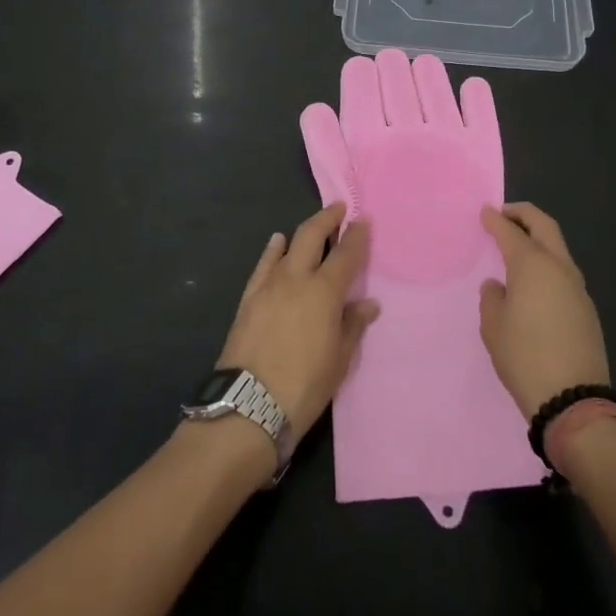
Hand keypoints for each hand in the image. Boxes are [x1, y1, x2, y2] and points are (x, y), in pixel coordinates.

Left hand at [217, 203, 377, 434]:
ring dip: (302, 232)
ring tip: (313, 227)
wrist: (249, 405)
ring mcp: (268, 286)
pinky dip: (272, 250)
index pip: (346, 254)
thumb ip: (352, 326)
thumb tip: (367, 304)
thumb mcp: (339, 360)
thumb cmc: (305, 386)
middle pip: (311, 236)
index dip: (357, 236)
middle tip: (339, 209)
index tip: (364, 220)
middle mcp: (296, 279)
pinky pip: (263, 265)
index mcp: (325, 292)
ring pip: (286, 246)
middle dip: (327, 219)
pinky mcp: (248, 298)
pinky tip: (276, 242)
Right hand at [479, 203, 609, 418]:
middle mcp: (558, 267)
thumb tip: (498, 286)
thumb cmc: (524, 356)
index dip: (495, 220)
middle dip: (524, 214)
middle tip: (505, 214)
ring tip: (518, 245)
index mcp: (532, 265)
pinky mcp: (586, 308)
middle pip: (544, 226)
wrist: (573, 399)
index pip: (510, 231)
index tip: (485, 212)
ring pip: (558, 248)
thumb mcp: (493, 327)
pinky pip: (563, 272)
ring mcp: (577, 287)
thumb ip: (492, 298)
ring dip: (539, 238)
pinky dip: (547, 263)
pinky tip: (534, 280)